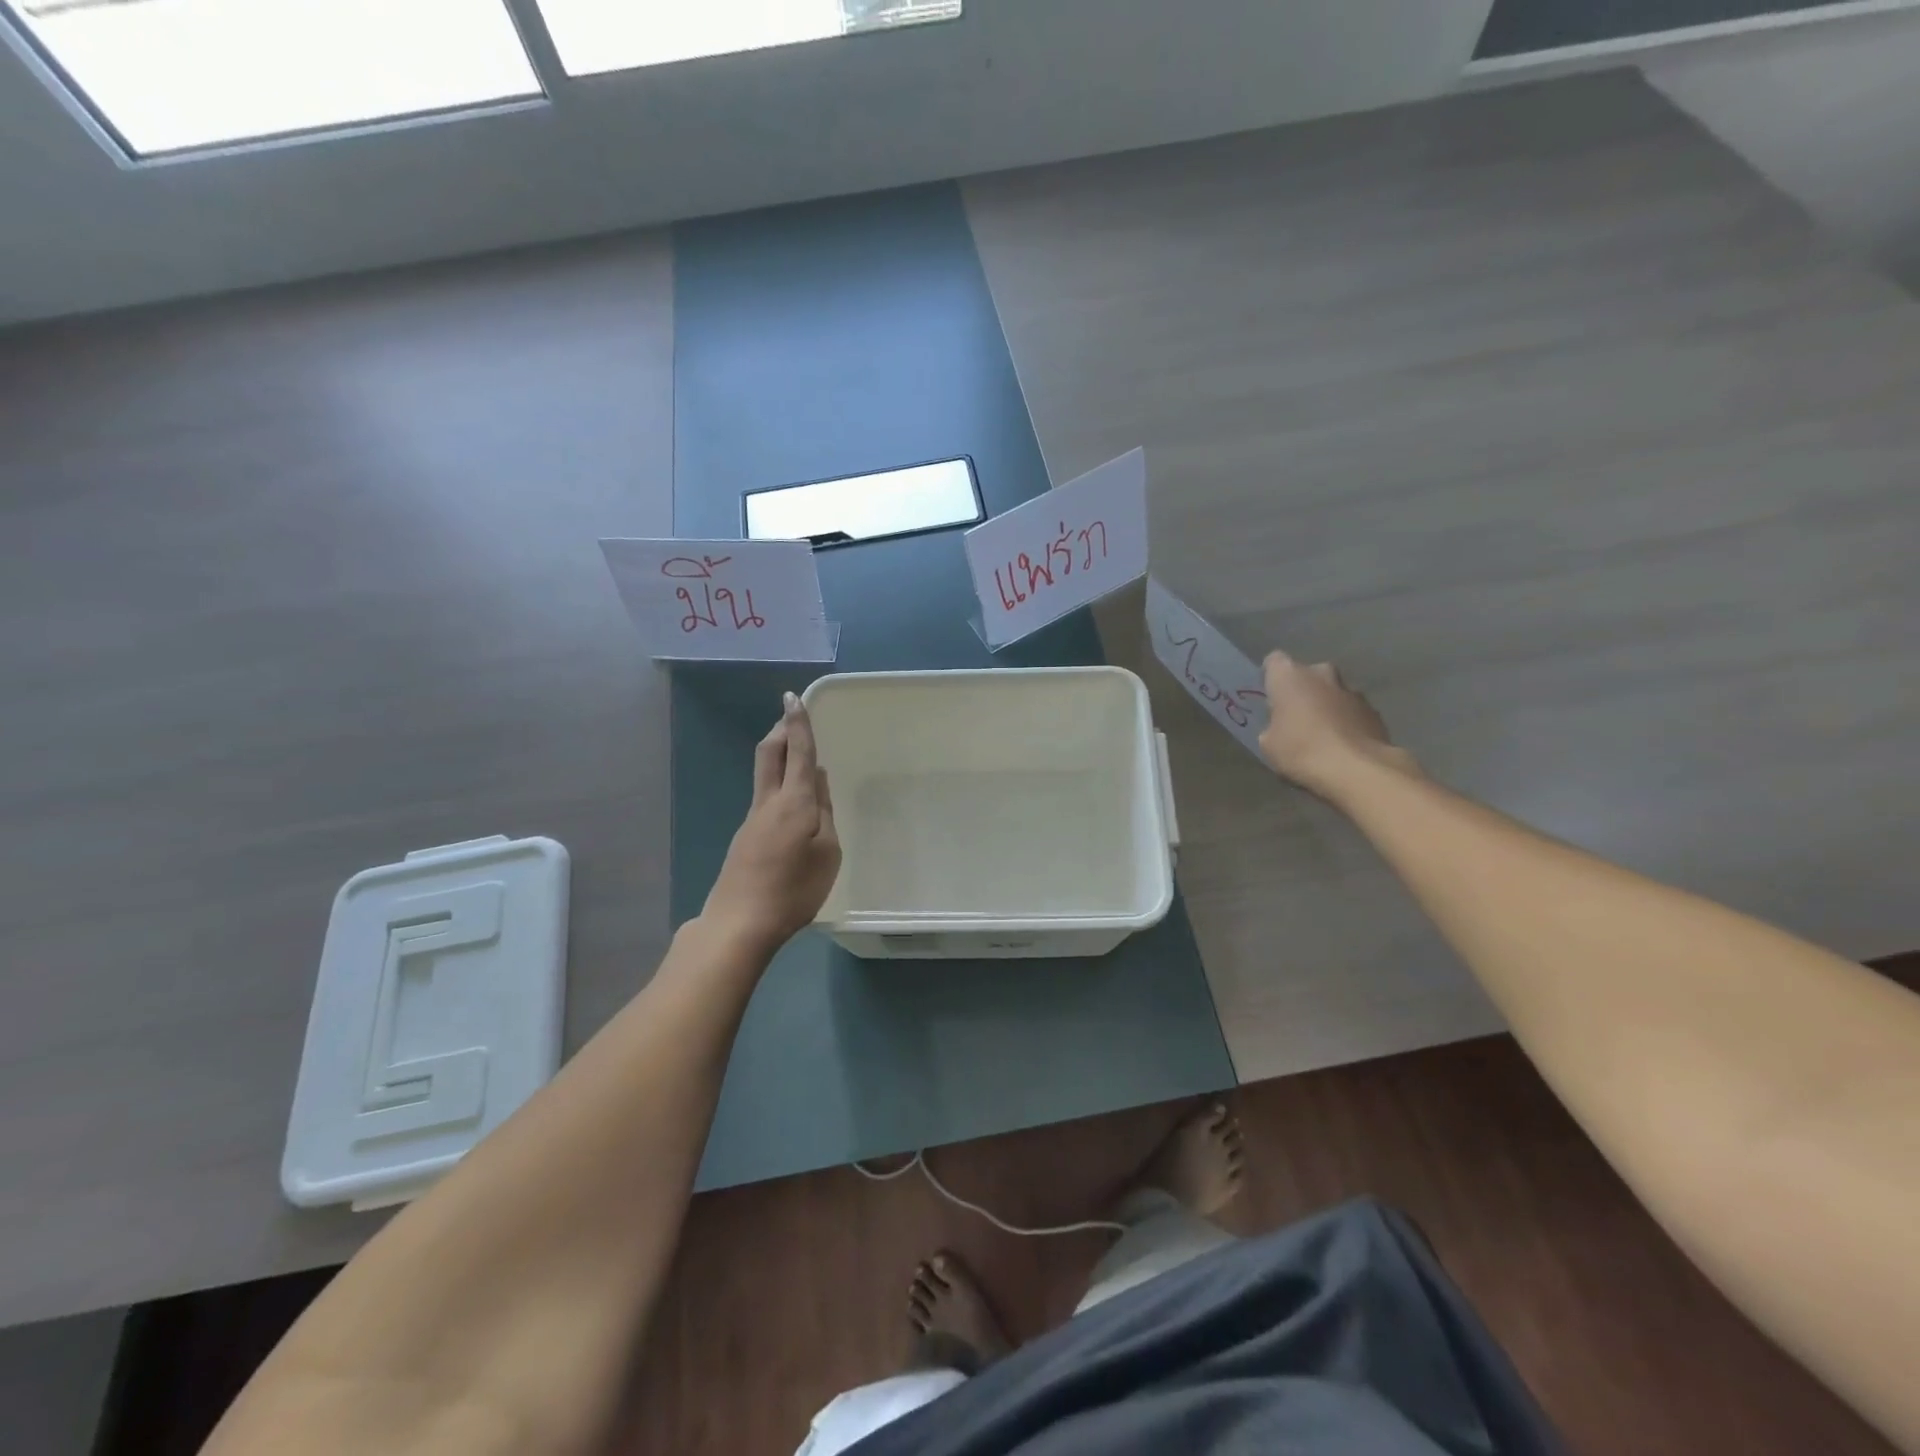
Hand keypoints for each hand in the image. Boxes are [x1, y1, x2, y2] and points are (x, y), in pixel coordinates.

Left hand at [702, 693, 842, 955]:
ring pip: (765, 775)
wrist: (740, 923)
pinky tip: (792, 806)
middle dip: (780, 730)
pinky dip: (779, 785)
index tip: (792, 697)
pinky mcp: (746, 838)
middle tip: (791, 717)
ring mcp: (752, 820)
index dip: (797, 723)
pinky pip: (765, 798)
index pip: (798, 752)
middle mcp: (768, 802)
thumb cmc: (794, 889)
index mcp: (793, 802)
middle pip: (769, 754)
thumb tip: (817, 781)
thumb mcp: (827, 852)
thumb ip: (824, 812)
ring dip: (780, 756)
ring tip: (800, 758)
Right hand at [1258, 652, 1416, 800]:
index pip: (1274, 662)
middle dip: (1303, 691)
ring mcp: (1352, 691)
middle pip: (1308, 675)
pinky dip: (1347, 721)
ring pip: (1333, 692)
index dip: (1271, 678)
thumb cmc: (1301, 751)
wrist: (1357, 769)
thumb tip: (1282, 727)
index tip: (1270, 697)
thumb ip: (1272, 726)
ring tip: (1322, 735)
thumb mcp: (1268, 744)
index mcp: (1290, 676)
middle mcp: (1322, 674)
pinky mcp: (1374, 711)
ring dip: (1327, 705)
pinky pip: (1353, 711)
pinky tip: (1343, 745)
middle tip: (1295, 717)